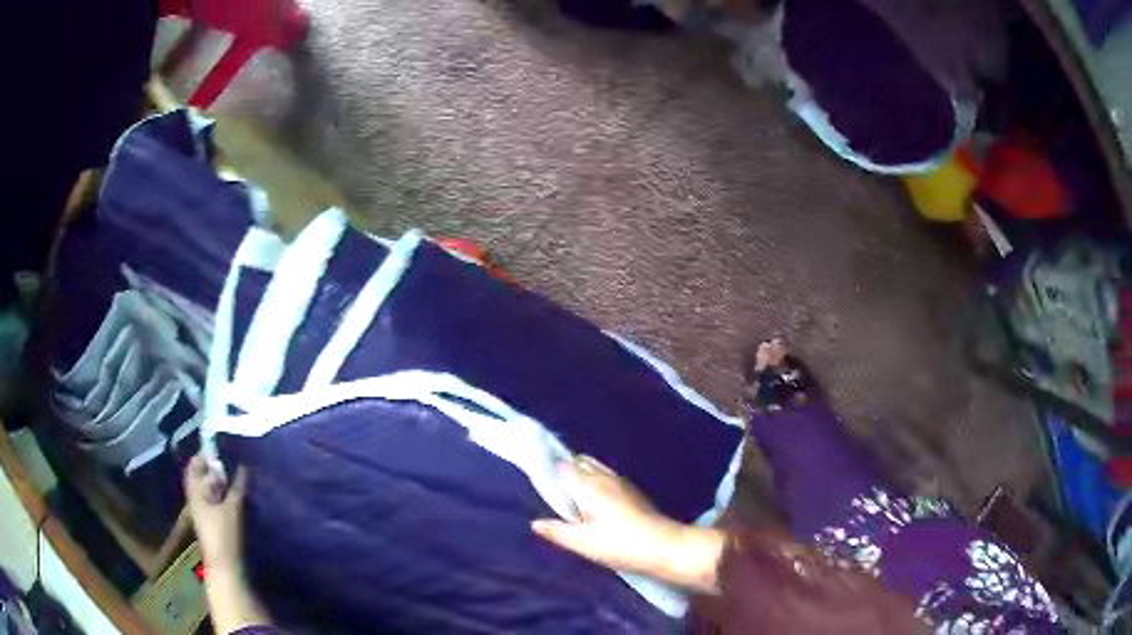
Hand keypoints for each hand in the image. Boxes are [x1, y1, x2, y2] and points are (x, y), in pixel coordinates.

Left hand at [184, 454, 247, 572]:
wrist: (225, 566)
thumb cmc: (224, 534)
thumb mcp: (233, 508)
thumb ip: (238, 486)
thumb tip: (244, 465)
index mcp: (195, 491)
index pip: (194, 465)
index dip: (204, 454)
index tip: (219, 445)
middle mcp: (196, 499)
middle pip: (202, 477)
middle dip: (215, 468)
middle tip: (232, 459)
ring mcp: (204, 512)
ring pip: (210, 490)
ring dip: (221, 482)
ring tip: (238, 475)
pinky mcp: (214, 523)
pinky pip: (217, 501)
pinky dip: (225, 495)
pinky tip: (238, 496)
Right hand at [532, 456, 725, 591]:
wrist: (664, 546)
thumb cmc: (619, 544)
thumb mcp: (583, 543)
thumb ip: (557, 531)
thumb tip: (535, 523)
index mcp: (588, 485)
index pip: (564, 466)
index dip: (549, 469)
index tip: (536, 477)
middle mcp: (604, 477)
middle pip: (580, 461)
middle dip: (565, 468)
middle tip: (553, 489)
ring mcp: (621, 482)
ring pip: (595, 467)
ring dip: (581, 474)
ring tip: (571, 495)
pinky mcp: (632, 491)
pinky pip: (607, 475)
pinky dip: (595, 480)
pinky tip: (594, 500)